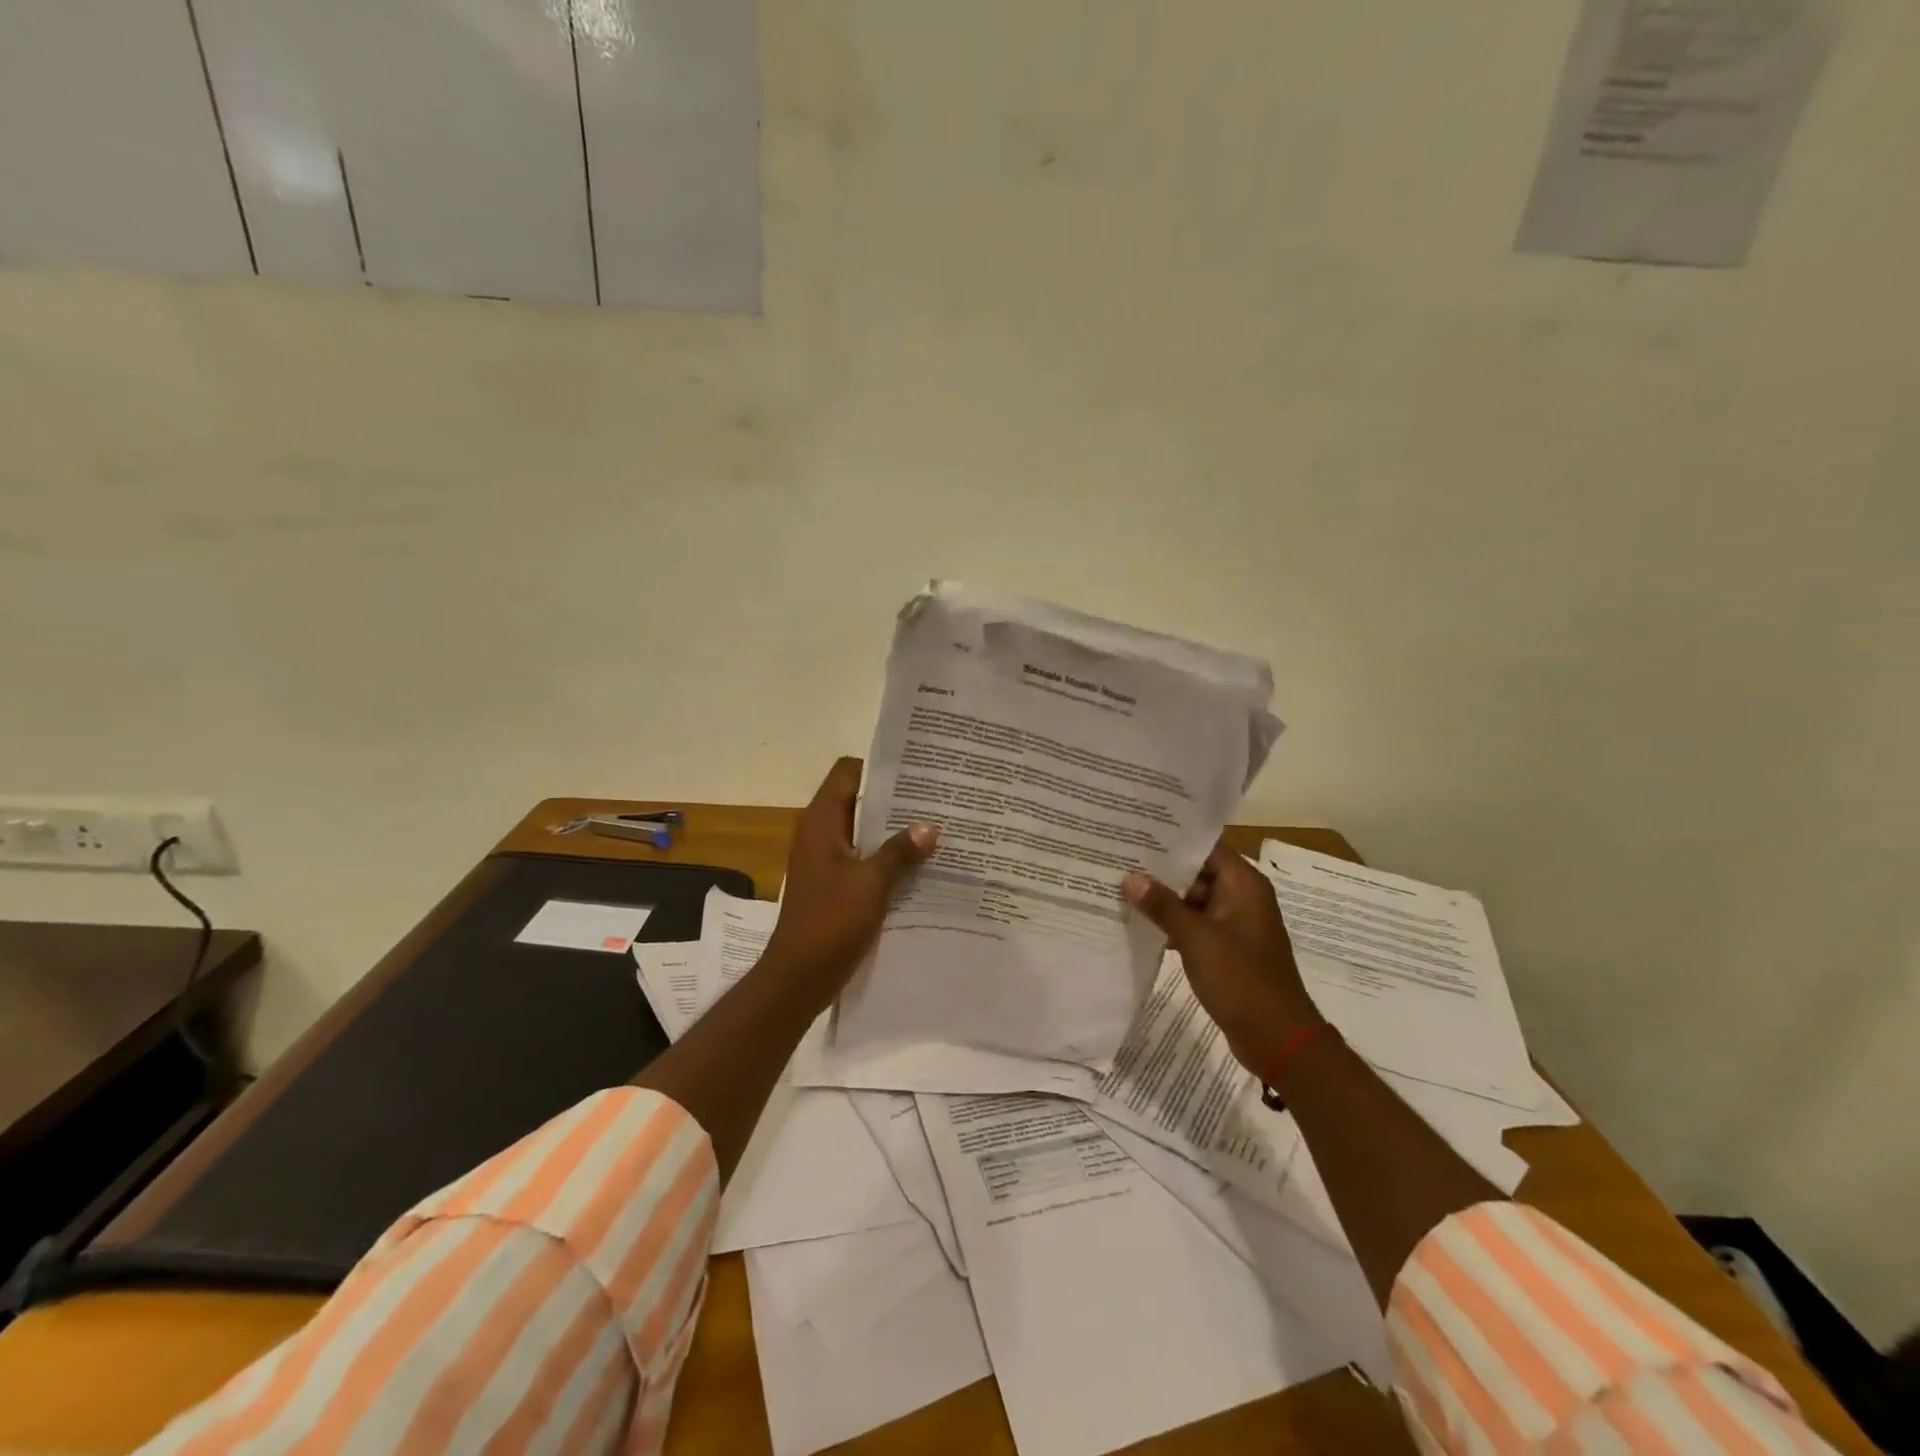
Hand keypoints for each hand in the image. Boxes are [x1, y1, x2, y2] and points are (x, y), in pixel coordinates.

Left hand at [766, 758, 937, 991]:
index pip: (848, 771)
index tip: (916, 770)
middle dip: (895, 800)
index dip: (879, 766)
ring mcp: (825, 859)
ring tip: (935, 828)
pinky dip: (886, 857)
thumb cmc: (831, 921)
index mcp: (821, 821)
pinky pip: (863, 859)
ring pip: (863, 832)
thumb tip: (930, 826)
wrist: (799, 976)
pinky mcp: (833, 883)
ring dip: (893, 831)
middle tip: (937, 799)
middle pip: (858, 800)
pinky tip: (919, 865)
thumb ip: (900, 851)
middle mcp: (820, 833)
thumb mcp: (872, 883)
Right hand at [1123, 844, 1323, 1076]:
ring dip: (1164, 898)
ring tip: (1121, 886)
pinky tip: (1139, 923)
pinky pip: (1196, 925)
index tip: (1138, 831)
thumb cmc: (1241, 979)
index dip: (1174, 839)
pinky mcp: (1227, 950)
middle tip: (1120, 857)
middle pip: (1198, 872)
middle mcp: (1242, 898)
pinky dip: (1172, 923)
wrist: (1276, 1038)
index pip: (1207, 847)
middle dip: (1161, 869)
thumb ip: (1163, 905)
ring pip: (1194, 900)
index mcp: (1244, 885)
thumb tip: (1131, 877)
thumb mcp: (1197, 938)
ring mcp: (1235, 925)